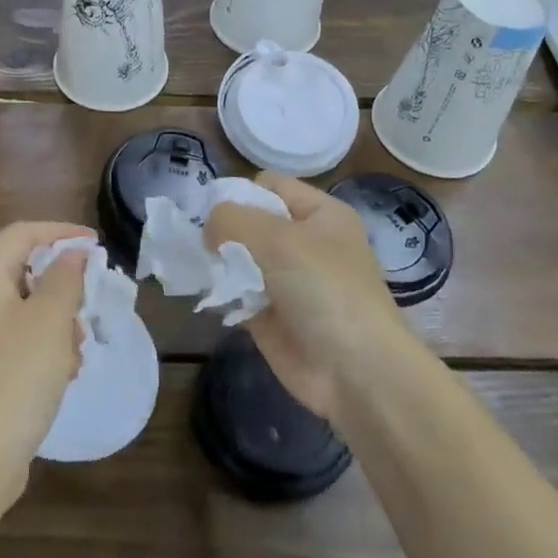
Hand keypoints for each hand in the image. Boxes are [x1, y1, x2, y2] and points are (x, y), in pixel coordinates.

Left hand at [0, 221, 93, 513]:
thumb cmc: (15, 377)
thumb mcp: (50, 320)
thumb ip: (66, 278)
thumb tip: (72, 253)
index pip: (22, 233)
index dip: (61, 232)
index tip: (96, 244)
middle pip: (25, 271)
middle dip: (63, 287)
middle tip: (89, 306)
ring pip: (28, 309)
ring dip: (59, 323)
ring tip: (76, 352)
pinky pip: (21, 341)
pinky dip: (46, 349)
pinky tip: (63, 375)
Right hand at [203, 173, 408, 419]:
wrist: (355, 371)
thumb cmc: (324, 290)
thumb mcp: (278, 239)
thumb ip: (233, 220)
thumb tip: (208, 227)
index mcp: (319, 214)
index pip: (269, 185)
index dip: (239, 193)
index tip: (212, 213)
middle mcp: (303, 242)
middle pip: (250, 221)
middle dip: (223, 230)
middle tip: (202, 244)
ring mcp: (286, 280)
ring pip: (238, 258)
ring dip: (218, 263)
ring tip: (202, 270)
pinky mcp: (270, 315)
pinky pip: (236, 292)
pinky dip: (221, 293)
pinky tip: (208, 296)